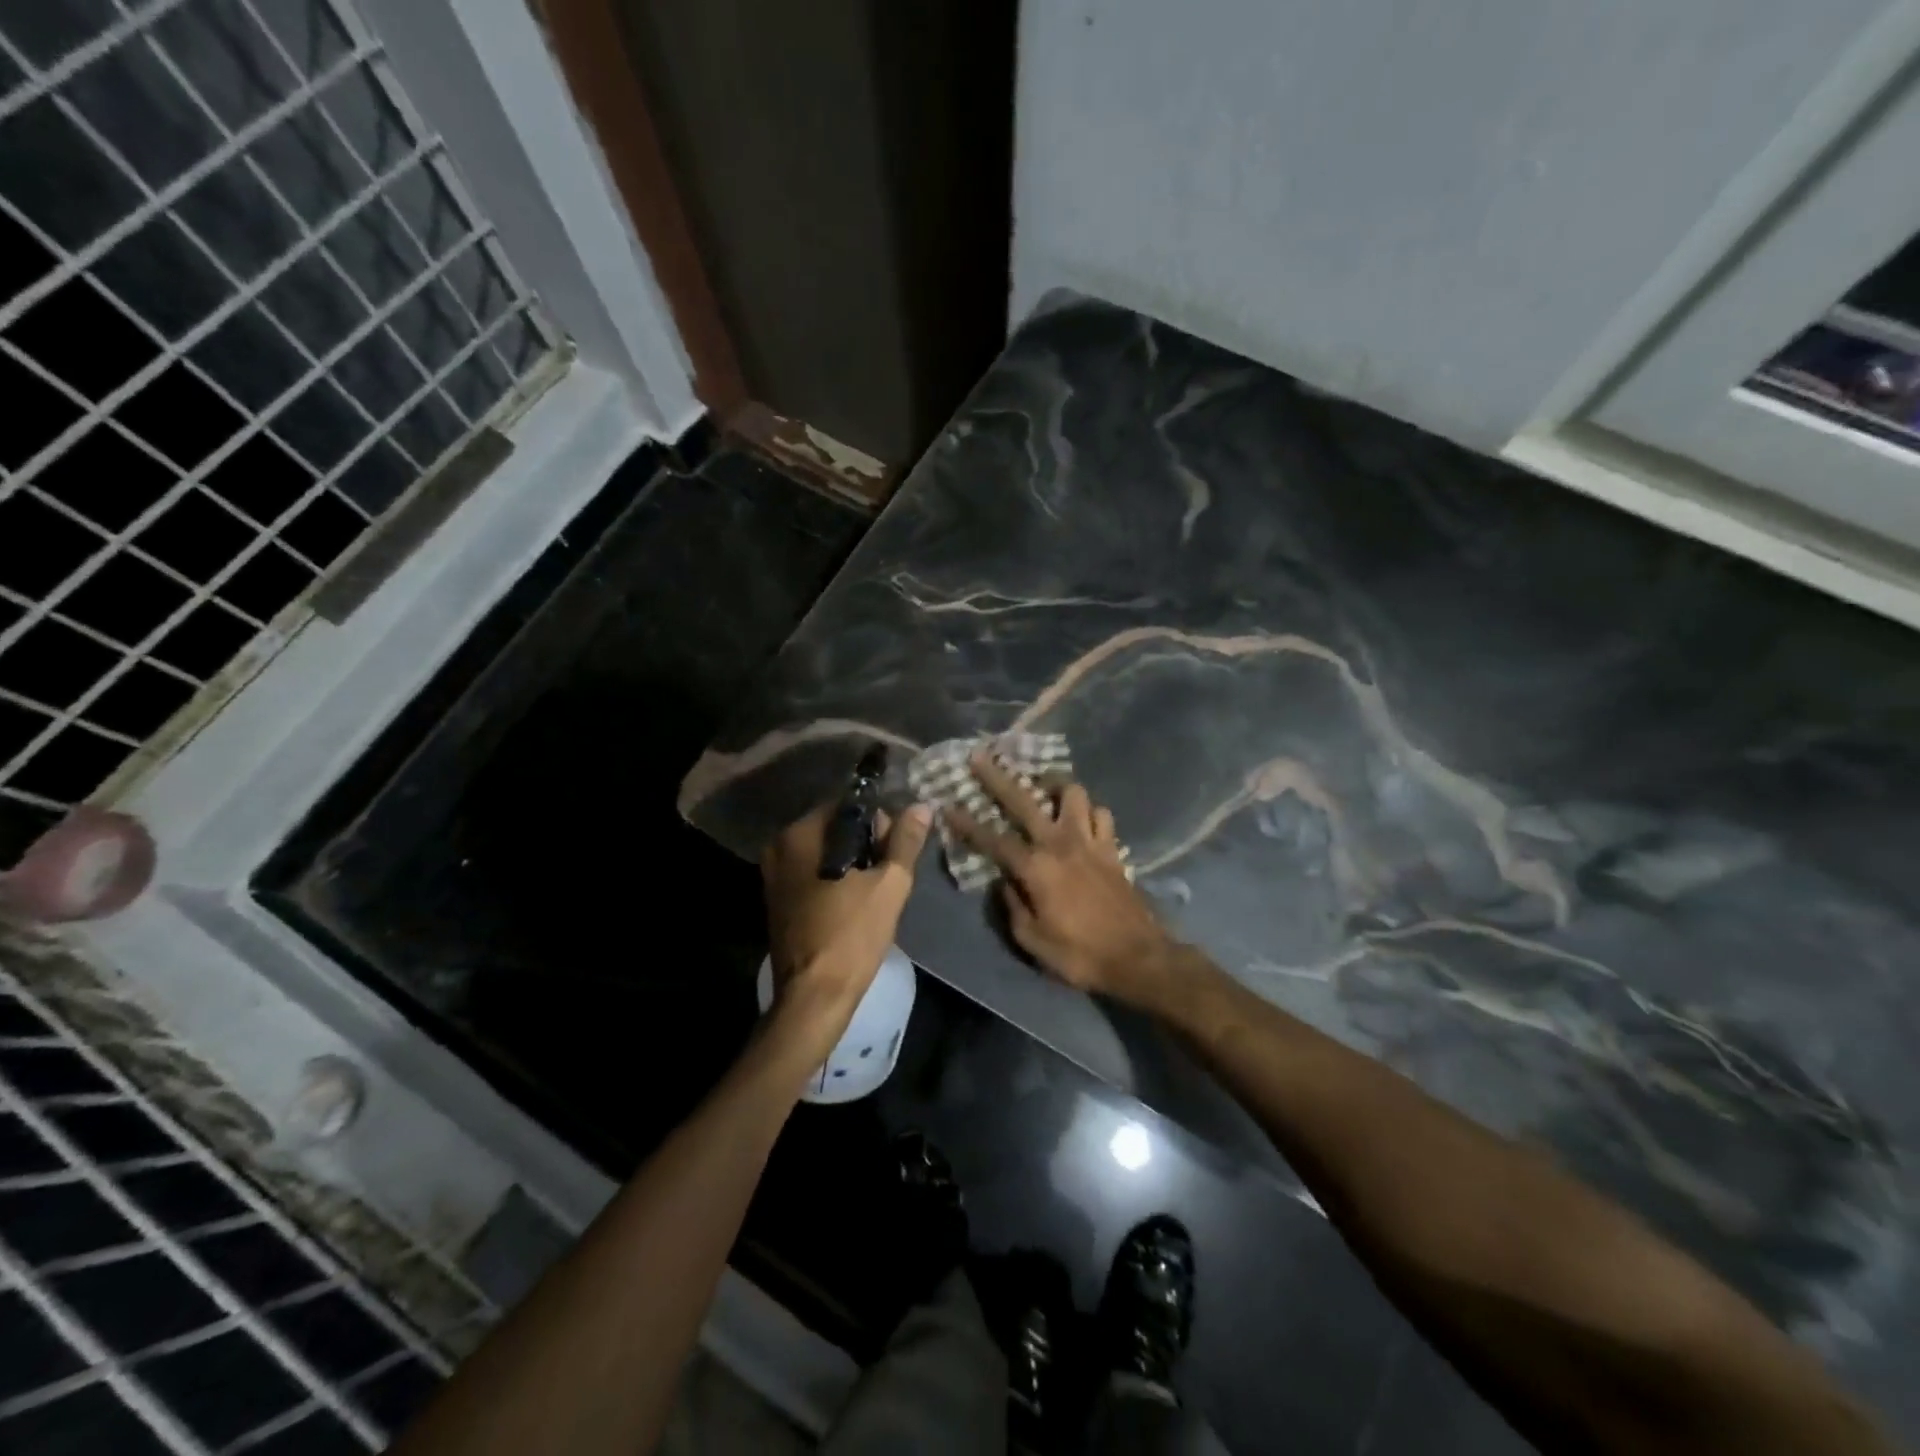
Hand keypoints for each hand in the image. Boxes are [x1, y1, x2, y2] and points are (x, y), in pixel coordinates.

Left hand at [761, 802, 932, 1050]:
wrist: (814, 997)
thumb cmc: (852, 935)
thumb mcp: (889, 884)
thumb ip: (905, 841)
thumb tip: (920, 806)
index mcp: (800, 834)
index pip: (848, 806)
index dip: (879, 822)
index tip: (896, 850)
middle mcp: (780, 847)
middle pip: (835, 828)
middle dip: (866, 843)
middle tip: (889, 874)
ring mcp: (774, 875)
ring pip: (825, 852)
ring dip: (853, 863)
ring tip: (876, 891)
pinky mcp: (777, 900)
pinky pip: (813, 874)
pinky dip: (835, 880)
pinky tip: (855, 903)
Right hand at [948, 755, 1178, 1006]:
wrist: (1138, 959)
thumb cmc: (1079, 955)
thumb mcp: (1031, 940)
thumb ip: (1012, 905)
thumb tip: (1004, 881)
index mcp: (1036, 868)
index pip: (994, 839)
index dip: (967, 823)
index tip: (948, 805)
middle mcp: (1061, 843)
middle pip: (1025, 800)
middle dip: (998, 778)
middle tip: (981, 757)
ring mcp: (1091, 842)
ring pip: (1073, 794)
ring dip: (1055, 786)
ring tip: (1044, 787)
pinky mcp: (1113, 849)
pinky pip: (1101, 815)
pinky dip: (1089, 812)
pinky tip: (1081, 819)